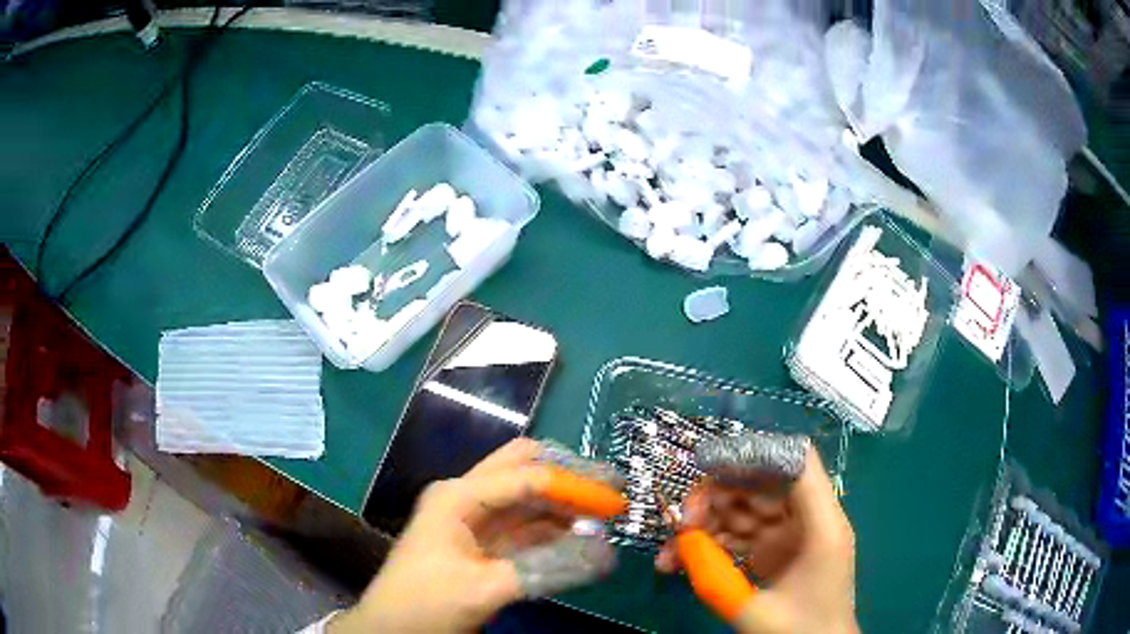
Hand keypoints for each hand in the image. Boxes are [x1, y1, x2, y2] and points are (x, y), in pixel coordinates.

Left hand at [329, 439, 616, 633]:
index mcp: (459, 496)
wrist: (392, 628)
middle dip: (567, 478)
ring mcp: (475, 520)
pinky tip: (580, 539)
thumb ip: (546, 570)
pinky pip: (525, 529)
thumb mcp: (482, 589)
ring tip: (604, 517)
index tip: (614, 498)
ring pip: (527, 499)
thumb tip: (606, 554)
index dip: (572, 485)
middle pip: (524, 470)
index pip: (525, 476)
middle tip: (608, 491)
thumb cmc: (426, 602)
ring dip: (563, 505)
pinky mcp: (484, 545)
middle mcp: (468, 497)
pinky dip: (553, 531)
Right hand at [655, 446, 857, 633]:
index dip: (754, 454)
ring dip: (707, 525)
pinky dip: (713, 544)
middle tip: (678, 524)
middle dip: (715, 497)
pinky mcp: (777, 550)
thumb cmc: (801, 632)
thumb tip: (681, 545)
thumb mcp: (756, 613)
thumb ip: (715, 579)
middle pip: (761, 484)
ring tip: (670, 553)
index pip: (796, 464)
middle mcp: (809, 521)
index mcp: (821, 526)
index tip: (707, 466)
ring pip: (745, 510)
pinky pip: (742, 535)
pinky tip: (683, 561)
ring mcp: (792, 535)